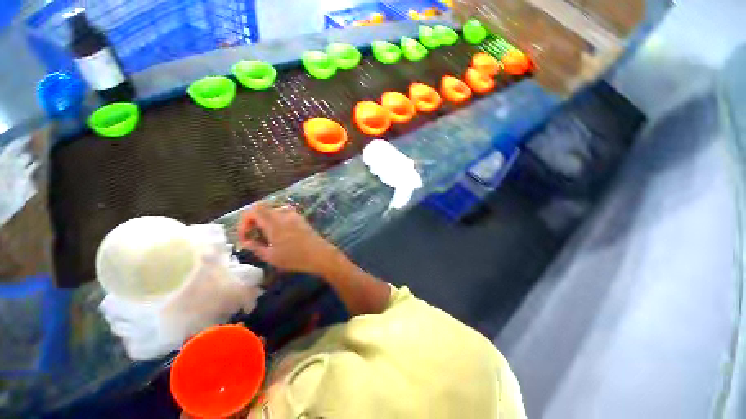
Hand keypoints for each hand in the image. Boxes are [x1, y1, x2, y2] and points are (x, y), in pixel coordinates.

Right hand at [238, 203, 340, 275]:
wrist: (320, 254)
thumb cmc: (294, 257)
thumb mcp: (270, 256)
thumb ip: (255, 247)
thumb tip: (246, 241)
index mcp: (274, 221)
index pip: (253, 210)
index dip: (244, 221)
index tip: (245, 236)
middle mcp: (283, 214)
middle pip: (263, 209)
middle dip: (254, 221)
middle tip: (253, 236)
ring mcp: (294, 215)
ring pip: (273, 211)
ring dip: (265, 220)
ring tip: (265, 236)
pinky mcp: (301, 218)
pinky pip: (283, 214)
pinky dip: (276, 221)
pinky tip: (279, 234)